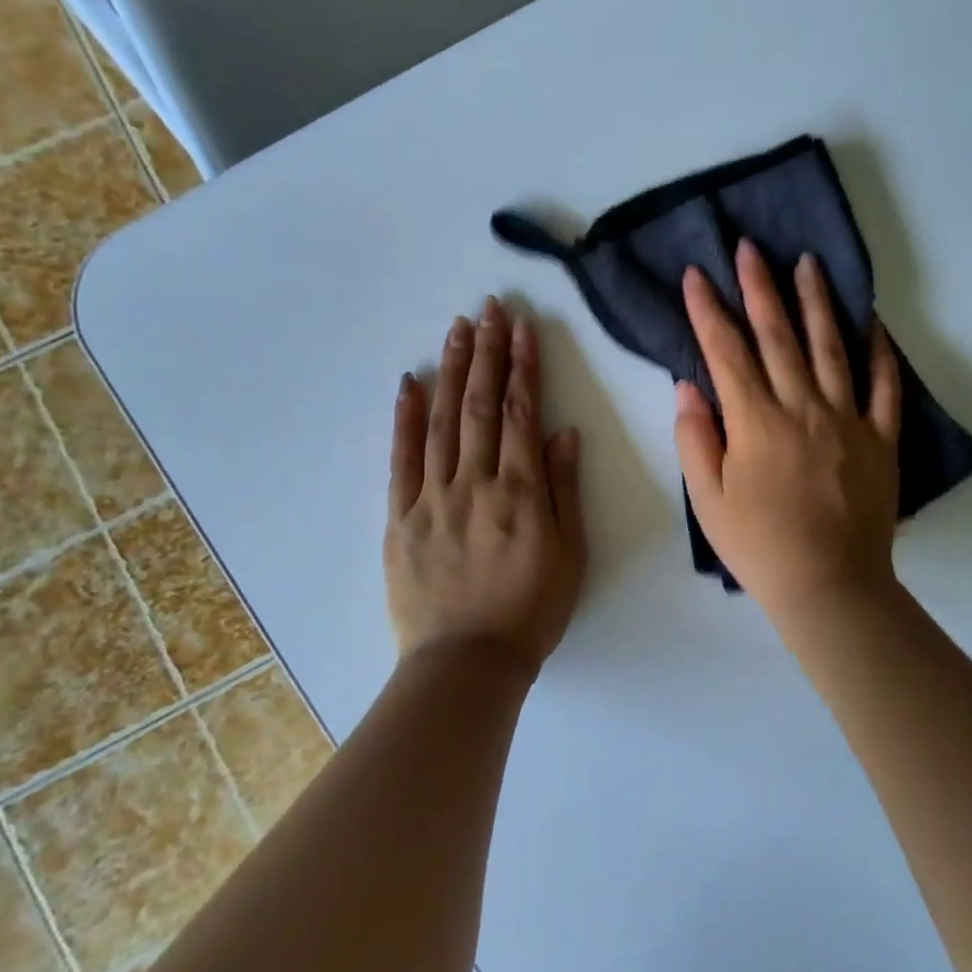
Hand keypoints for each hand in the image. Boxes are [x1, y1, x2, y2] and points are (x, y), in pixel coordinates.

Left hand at [386, 298, 587, 682]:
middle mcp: (475, 482)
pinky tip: (410, 382)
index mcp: (521, 492)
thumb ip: (565, 490)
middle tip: (489, 308)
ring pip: (441, 421)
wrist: (467, 662)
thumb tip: (564, 433)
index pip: (520, 413)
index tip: (523, 328)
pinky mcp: (401, 517)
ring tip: (458, 328)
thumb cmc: (531, 610)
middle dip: (487, 352)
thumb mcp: (570, 554)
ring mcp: (432, 497)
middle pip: (479, 405)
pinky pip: (401, 459)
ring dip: (451, 370)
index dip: (523, 367)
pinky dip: (405, 417)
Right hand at [675, 240, 901, 625]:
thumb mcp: (709, 501)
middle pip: (778, 336)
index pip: (726, 353)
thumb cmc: (760, 547)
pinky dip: (879, 351)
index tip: (697, 274)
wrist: (829, 586)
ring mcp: (848, 419)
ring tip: (808, 262)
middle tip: (751, 247)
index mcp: (755, 423)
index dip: (709, 310)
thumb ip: (696, 440)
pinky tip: (872, 321)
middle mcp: (802, 408)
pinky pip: (884, 386)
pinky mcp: (881, 438)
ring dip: (816, 302)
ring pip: (831, 347)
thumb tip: (689, 388)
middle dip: (760, 287)